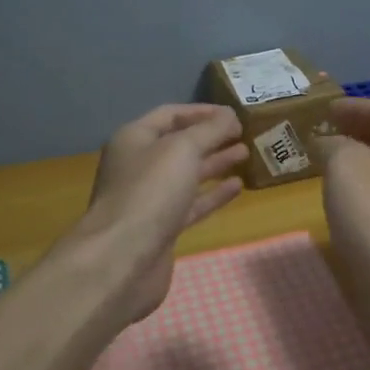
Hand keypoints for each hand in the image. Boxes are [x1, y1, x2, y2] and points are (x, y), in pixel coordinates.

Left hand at [80, 104, 247, 322]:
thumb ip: (210, 129)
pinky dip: (213, 194)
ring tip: (246, 154)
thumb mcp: (183, 149)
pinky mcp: (162, 227)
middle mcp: (139, 165)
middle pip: (179, 145)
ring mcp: (149, 198)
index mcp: (134, 139)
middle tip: (245, 133)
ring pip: (187, 174)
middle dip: (211, 137)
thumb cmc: (150, 192)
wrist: (123, 258)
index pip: (170, 115)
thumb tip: (231, 116)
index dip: (202, 111)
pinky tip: (237, 186)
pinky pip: (191, 203)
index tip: (234, 114)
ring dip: (215, 163)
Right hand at [316, 99, 369, 338]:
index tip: (328, 108)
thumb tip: (329, 144)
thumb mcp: (344, 164)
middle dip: (360, 132)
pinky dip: (367, 190)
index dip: (355, 106)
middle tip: (329, 131)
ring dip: (363, 162)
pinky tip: (346, 200)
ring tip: (331, 163)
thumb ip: (334, 144)